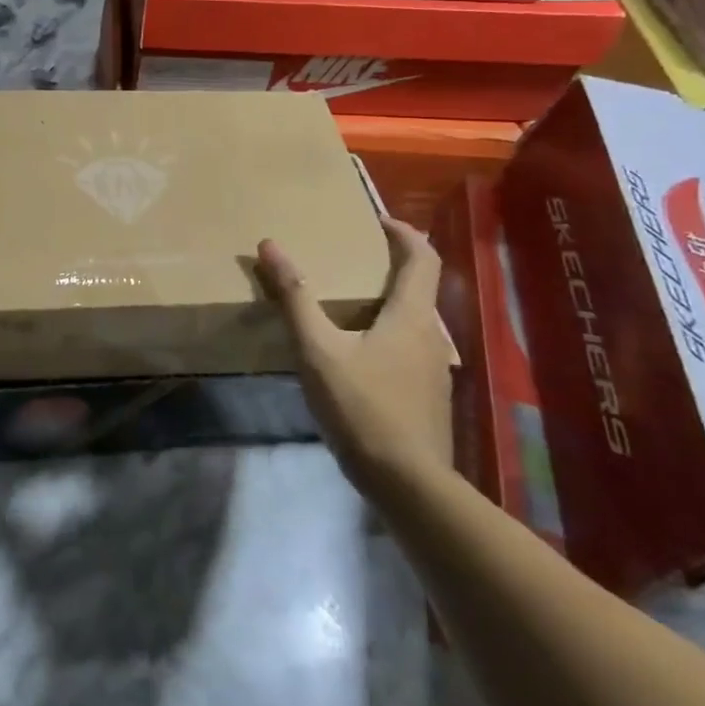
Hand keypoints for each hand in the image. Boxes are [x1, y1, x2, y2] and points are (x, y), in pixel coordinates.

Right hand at [257, 217, 452, 495]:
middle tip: (355, 258)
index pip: (423, 257)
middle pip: (421, 286)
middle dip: (393, 265)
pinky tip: (358, 355)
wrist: (408, 484)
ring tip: (350, 304)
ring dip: (390, 301)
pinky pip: (410, 348)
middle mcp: (432, 335)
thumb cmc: (362, 408)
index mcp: (411, 315)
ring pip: (416, 320)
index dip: (404, 233)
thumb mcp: (317, 350)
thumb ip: (294, 297)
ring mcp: (434, 369)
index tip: (378, 221)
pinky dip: (389, 333)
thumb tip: (270, 245)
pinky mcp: (428, 396)